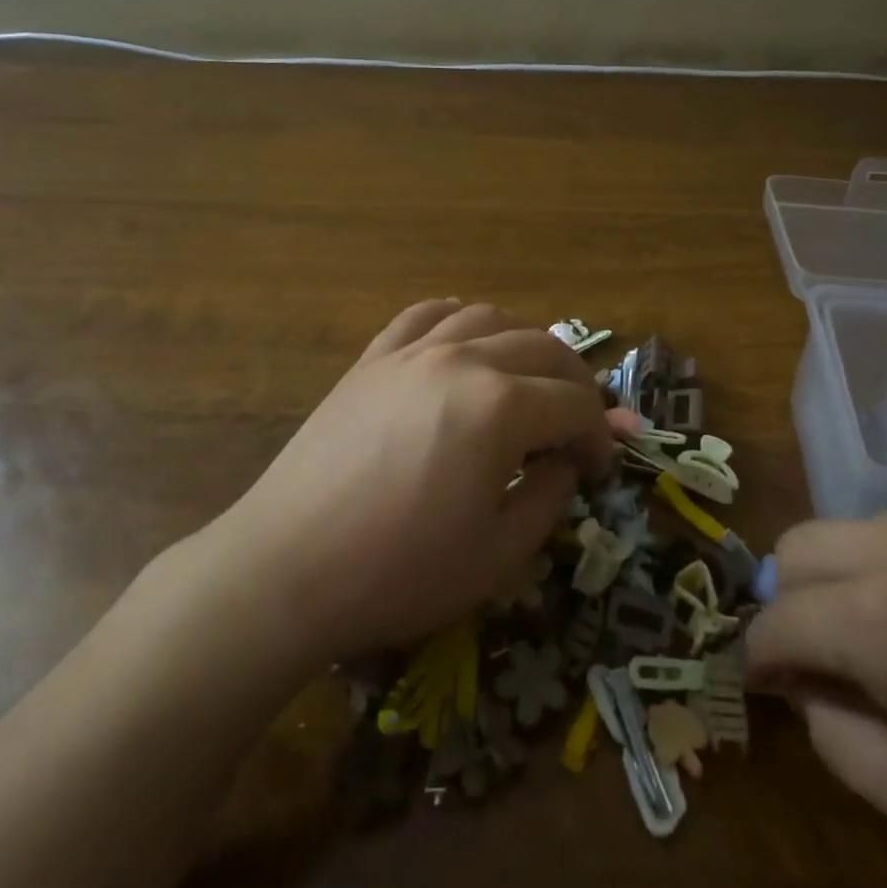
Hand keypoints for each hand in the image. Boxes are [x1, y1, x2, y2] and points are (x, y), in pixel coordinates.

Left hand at [189, 300, 614, 663]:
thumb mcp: (496, 556)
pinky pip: (425, 314)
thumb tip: (565, 464)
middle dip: (576, 384)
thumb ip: (547, 499)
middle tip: (579, 425)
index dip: (600, 436)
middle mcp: (463, 360)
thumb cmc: (398, 573)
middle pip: (544, 348)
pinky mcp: (373, 358)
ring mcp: (412, 351)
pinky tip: (465, 341)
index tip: (599, 470)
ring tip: (529, 381)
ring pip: (490, 317)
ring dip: (525, 344)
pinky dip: (459, 318)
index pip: (576, 404)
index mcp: (501, 407)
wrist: (286, 568)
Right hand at [748, 492, 886, 887]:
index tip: (766, 677)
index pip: (777, 619)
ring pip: (867, 527)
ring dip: (866, 575)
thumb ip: (837, 739)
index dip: (760, 653)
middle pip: (799, 544)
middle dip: (794, 598)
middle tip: (829, 647)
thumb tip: (805, 683)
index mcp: (886, 621)